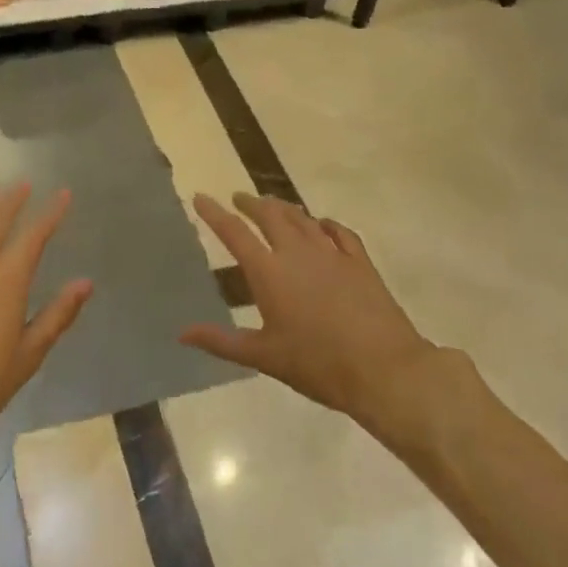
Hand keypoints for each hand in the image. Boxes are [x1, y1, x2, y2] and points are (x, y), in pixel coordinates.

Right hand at [179, 193, 470, 445]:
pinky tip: (322, 224)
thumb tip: (182, 333)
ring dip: (284, 208)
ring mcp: (332, 254)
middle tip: (239, 198)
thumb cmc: (318, 364)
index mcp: (269, 272)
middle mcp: (297, 252)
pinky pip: (339, 232)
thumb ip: (222, 341)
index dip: (214, 213)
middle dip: (251, 203)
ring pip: (303, 218)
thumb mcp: (264, 357)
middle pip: (270, 215)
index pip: (234, 233)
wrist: (385, 369)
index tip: (200, 197)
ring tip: (273, 204)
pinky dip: (325, 224)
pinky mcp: (360, 263)